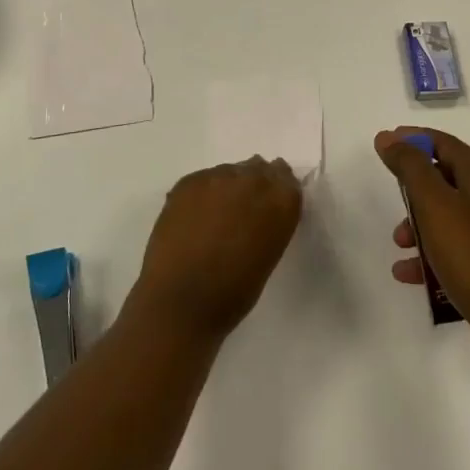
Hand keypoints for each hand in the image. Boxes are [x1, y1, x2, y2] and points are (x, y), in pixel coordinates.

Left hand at [125, 158, 303, 346]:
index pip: (287, 180)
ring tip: (216, 216)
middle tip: (242, 210)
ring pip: (229, 172)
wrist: (182, 301)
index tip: (270, 203)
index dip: (278, 190)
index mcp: (281, 202)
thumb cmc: (234, 292)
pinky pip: (204, 179)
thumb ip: (270, 221)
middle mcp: (252, 180)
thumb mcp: (268, 254)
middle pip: (258, 169)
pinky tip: (195, 217)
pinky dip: (203, 193)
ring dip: (228, 188)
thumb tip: (259, 211)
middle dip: (253, 185)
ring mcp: (218, 177)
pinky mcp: (188, 181)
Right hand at [377, 127, 469, 363]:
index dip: (415, 138)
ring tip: (399, 243)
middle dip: (415, 187)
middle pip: (447, 180)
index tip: (387, 142)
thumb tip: (389, 137)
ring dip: (418, 224)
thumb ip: (410, 168)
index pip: (446, 144)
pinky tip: (408, 273)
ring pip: (448, 217)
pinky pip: (454, 250)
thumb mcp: (435, 204)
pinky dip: (430, 255)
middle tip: (392, 195)